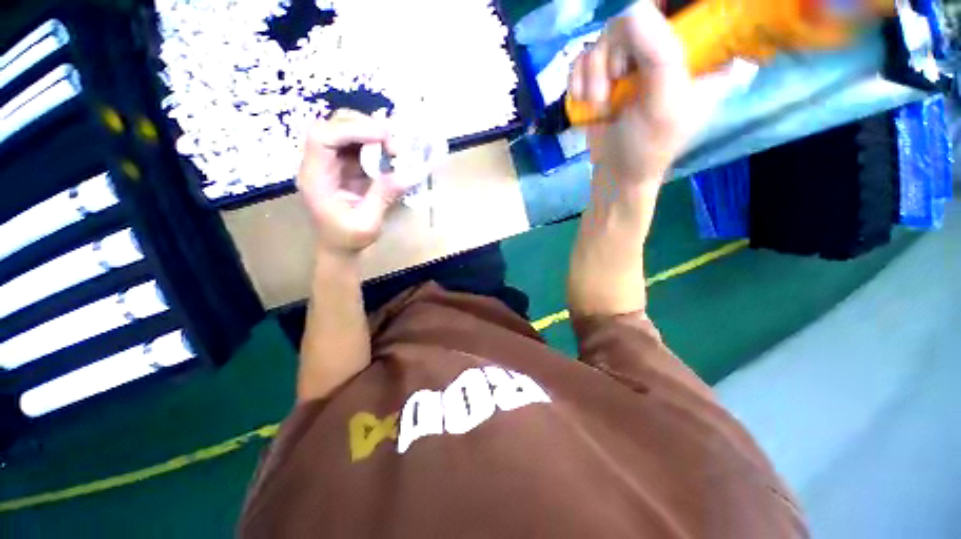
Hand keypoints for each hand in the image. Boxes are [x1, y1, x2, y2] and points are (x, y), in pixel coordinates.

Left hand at [297, 109, 404, 256]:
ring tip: (394, 148)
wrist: (340, 247)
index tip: (383, 137)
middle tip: (393, 144)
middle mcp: (318, 163)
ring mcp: (330, 162)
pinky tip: (389, 153)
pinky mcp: (343, 165)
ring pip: (344, 129)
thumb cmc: (348, 239)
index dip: (351, 129)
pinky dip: (375, 143)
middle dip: (364, 127)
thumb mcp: (368, 223)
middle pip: (332, 126)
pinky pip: (357, 143)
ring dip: (371, 133)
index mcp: (315, 178)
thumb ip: (383, 196)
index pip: (322, 138)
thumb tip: (409, 173)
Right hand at [569, 1, 703, 185]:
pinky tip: (585, 100)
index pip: (681, 8)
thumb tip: (633, 10)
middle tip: (614, 82)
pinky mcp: (602, 75)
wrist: (616, 173)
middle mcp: (662, 48)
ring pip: (602, 38)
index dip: (658, 17)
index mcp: (695, 51)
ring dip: (593, 74)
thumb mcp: (664, 103)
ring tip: (600, 103)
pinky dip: (578, 80)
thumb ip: (658, 55)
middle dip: (613, 53)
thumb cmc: (648, 146)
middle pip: (631, 19)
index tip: (641, 51)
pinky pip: (583, 59)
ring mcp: (629, 61)